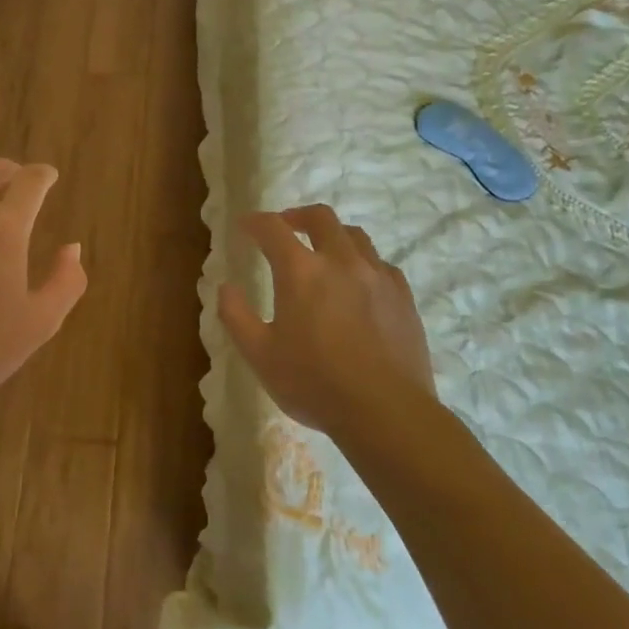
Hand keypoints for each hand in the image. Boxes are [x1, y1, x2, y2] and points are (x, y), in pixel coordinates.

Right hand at [218, 204, 435, 437]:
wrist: (386, 411)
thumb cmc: (314, 383)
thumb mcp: (259, 355)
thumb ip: (236, 316)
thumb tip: (226, 287)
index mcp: (301, 271)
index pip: (272, 228)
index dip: (255, 222)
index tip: (245, 225)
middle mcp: (341, 261)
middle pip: (321, 217)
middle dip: (298, 216)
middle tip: (286, 227)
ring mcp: (377, 276)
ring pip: (355, 235)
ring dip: (333, 235)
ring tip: (323, 251)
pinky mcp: (403, 296)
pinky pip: (380, 263)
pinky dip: (362, 262)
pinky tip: (359, 282)